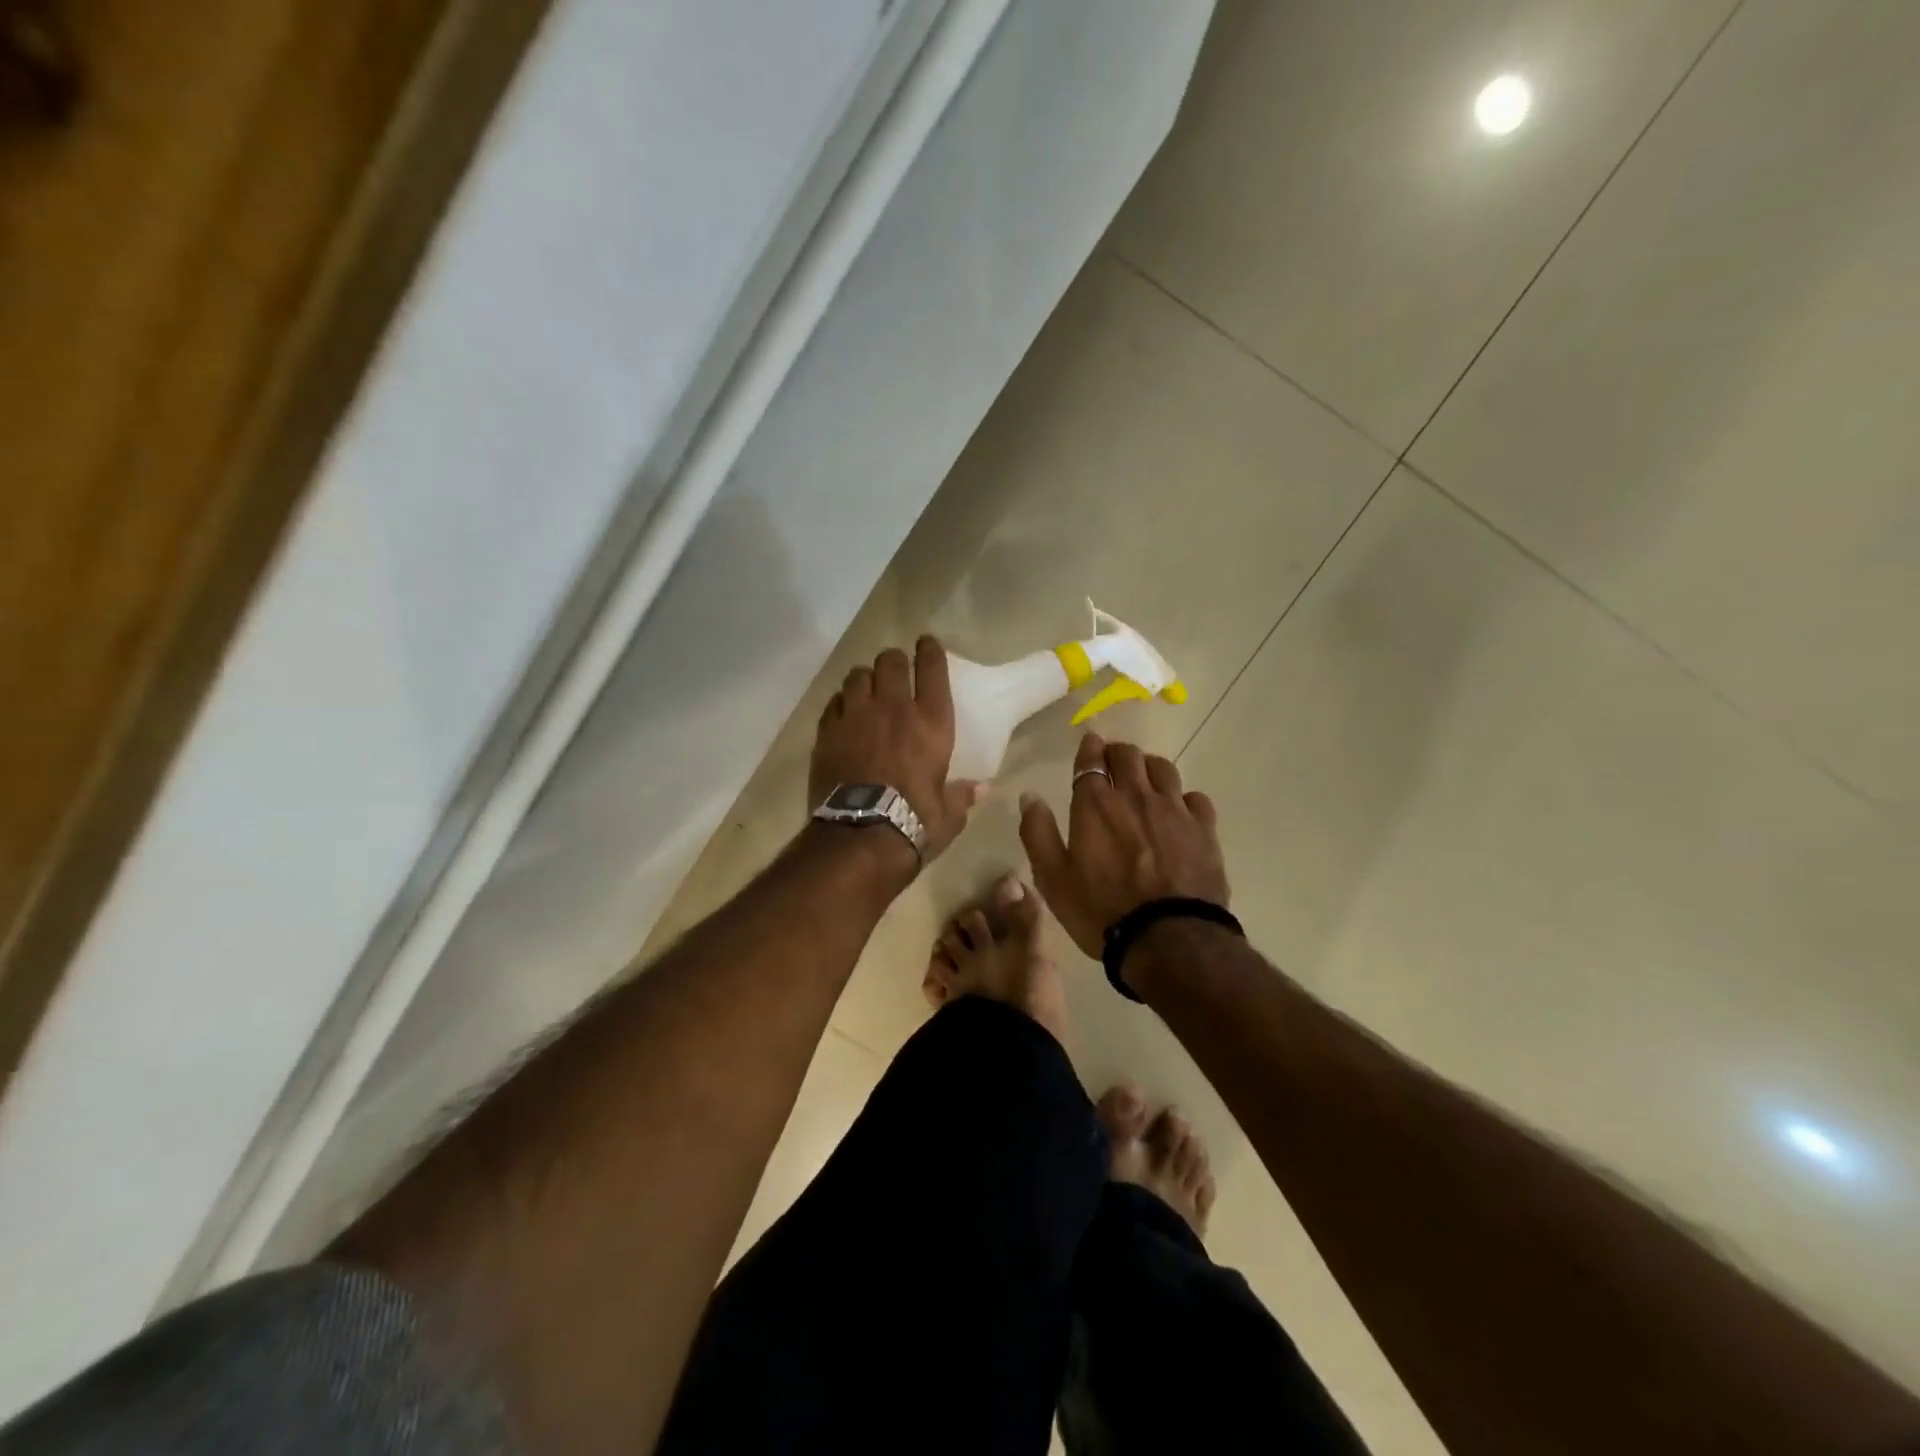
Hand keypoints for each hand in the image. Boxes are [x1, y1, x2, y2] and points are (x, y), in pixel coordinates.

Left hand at [809, 636, 981, 863]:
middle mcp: (893, 709)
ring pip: (857, 676)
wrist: (860, 837)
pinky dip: (840, 703)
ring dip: (865, 679)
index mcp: (931, 723)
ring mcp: (856, 717)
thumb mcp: (947, 815)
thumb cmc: (914, 823)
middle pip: (890, 662)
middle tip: (895, 670)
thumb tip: (980, 789)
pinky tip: (844, 713)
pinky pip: (833, 703)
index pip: (932, 669)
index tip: (927, 643)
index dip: (930, 650)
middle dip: (894, 661)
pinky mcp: (827, 732)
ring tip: (867, 689)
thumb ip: (961, 796)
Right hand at [1018, 731, 1228, 957]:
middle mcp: (1135, 795)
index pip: (1091, 760)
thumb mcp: (1052, 878)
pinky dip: (1182, 797)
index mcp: (1095, 804)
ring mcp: (1174, 809)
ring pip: (1163, 768)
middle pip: (1129, 755)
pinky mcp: (1204, 829)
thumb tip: (1029, 796)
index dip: (1089, 748)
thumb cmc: (1101, 910)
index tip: (1090, 743)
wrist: (1169, 939)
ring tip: (1144, 778)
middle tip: (1113, 761)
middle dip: (1118, 752)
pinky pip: (1194, 797)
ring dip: (1149, 767)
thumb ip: (1038, 832)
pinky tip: (1179, 810)